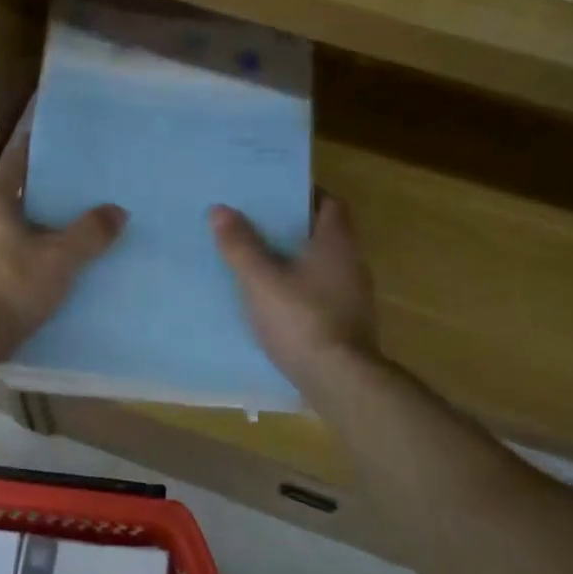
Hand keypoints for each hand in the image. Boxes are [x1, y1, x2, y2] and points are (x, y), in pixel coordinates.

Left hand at [0, 135, 126, 362]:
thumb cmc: (12, 288)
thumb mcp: (60, 259)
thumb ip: (91, 233)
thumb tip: (118, 211)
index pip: (15, 162)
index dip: (36, 148)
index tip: (57, 140)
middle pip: (12, 194)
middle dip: (41, 189)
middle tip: (74, 185)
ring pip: (7, 224)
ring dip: (32, 222)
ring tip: (65, 224)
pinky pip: (2, 250)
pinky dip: (23, 247)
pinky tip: (44, 261)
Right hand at [211, 195, 379, 398]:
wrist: (340, 380)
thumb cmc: (302, 320)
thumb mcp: (261, 280)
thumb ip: (240, 245)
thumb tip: (220, 208)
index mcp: (336, 243)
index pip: (329, 202)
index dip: (304, 193)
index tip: (273, 193)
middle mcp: (351, 263)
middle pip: (322, 233)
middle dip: (291, 227)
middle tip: (253, 223)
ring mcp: (352, 296)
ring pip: (320, 265)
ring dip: (293, 260)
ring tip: (256, 260)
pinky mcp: (346, 324)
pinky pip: (319, 294)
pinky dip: (298, 289)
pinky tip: (271, 300)